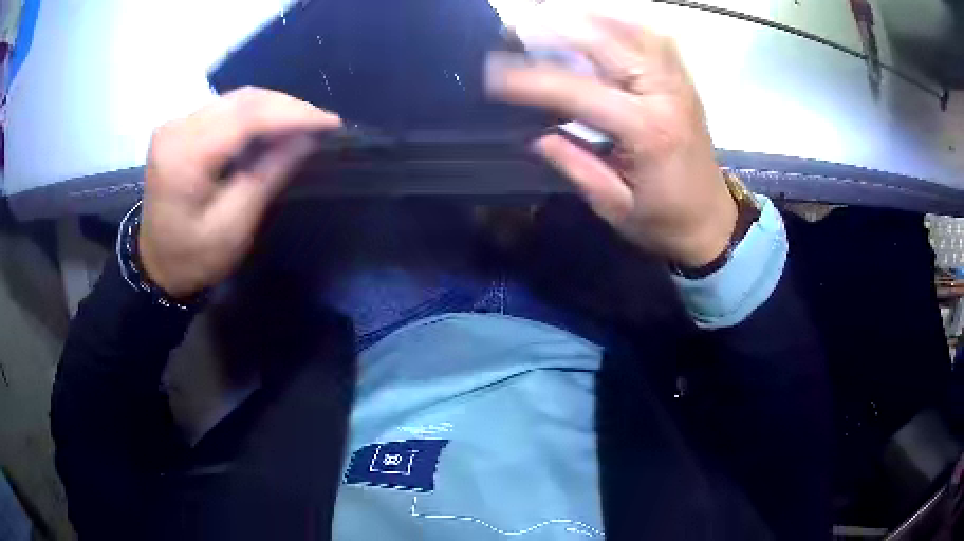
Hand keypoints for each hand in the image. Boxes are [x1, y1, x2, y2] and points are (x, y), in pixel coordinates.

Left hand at [138, 87, 341, 297]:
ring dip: (274, 107)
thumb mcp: (233, 227)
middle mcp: (176, 129)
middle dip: (288, 107)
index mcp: (184, 157)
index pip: (245, 117)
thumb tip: (307, 138)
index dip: (292, 114)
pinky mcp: (180, 127)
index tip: (331, 122)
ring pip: (236, 99)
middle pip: (242, 100)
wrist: (156, 265)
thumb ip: (268, 175)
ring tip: (305, 123)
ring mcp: (176, 124)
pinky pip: (226, 108)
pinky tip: (275, 124)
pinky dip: (255, 113)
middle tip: (323, 122)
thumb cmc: (192, 257)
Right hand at [486, 12, 736, 267]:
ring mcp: (679, 84)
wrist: (713, 222)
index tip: (494, 74)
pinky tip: (600, 21)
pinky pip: (655, 39)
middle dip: (561, 29)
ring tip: (555, 16)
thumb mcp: (614, 206)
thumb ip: (576, 166)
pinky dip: (625, 24)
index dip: (533, 81)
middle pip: (611, 44)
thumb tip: (535, 136)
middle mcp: (666, 96)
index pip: (580, 92)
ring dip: (593, 19)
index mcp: (647, 132)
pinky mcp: (684, 83)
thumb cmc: (663, 221)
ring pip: (635, 32)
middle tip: (521, 26)